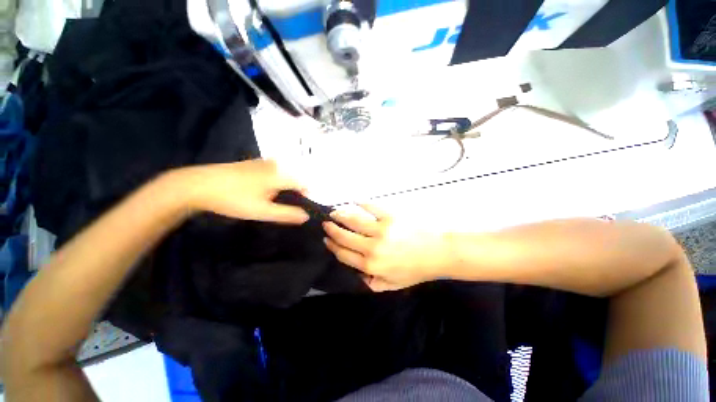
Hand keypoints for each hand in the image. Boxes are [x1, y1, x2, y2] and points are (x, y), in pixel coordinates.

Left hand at [175, 160, 309, 223]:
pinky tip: (255, 191)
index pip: (302, 184)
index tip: (299, 207)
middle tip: (279, 207)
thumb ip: (287, 214)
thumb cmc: (234, 199)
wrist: (197, 185)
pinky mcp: (248, 163)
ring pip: (280, 175)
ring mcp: (260, 163)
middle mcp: (273, 165)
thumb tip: (306, 216)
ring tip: (267, 201)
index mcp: (279, 175)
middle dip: (291, 193)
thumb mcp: (263, 211)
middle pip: (291, 179)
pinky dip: (270, 182)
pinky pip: (268, 172)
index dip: (305, 196)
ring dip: (280, 187)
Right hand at [323, 205, 451, 290]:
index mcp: (371, 266)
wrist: (439, 253)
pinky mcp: (390, 216)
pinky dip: (360, 203)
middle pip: (344, 236)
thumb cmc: (416, 269)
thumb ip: (372, 283)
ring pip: (353, 220)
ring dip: (340, 215)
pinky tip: (354, 201)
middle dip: (332, 229)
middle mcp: (371, 248)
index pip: (343, 254)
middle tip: (326, 223)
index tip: (327, 239)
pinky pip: (370, 207)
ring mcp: (380, 230)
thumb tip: (357, 275)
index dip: (332, 246)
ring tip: (334, 212)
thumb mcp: (393, 285)